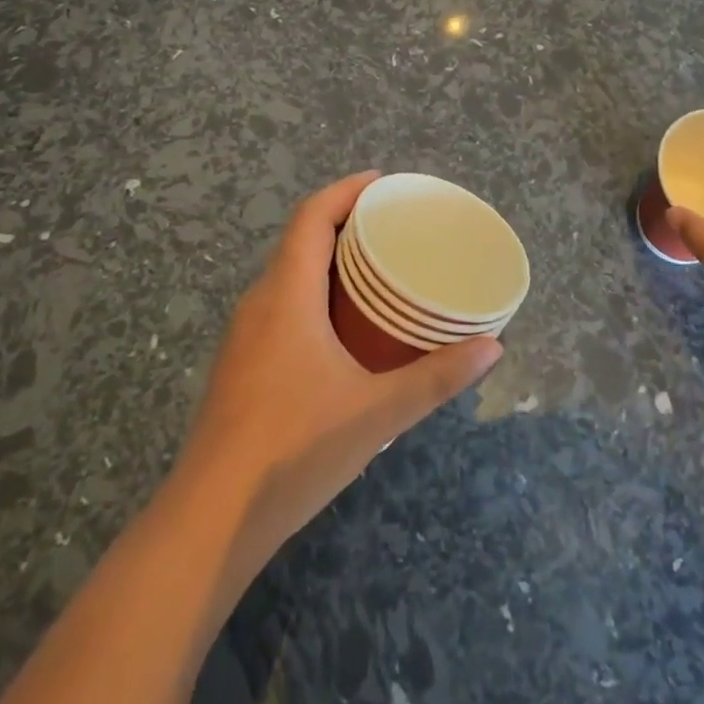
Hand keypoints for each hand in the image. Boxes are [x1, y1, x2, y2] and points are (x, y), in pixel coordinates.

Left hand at [177, 171, 502, 568]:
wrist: (209, 521)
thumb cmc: (293, 450)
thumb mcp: (377, 413)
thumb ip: (436, 377)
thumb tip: (494, 347)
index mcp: (286, 295)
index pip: (312, 217)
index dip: (346, 190)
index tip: (384, 182)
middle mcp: (259, 303)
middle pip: (301, 241)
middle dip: (346, 224)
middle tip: (395, 228)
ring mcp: (244, 336)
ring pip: (289, 275)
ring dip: (330, 261)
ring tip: (378, 271)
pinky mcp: (240, 365)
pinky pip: (282, 305)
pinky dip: (315, 294)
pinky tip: (344, 328)